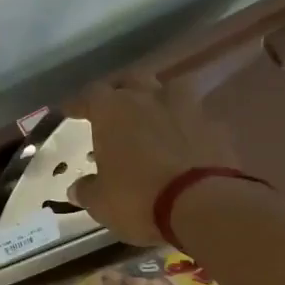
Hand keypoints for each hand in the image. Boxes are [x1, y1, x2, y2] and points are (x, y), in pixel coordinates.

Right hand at [68, 76, 241, 245]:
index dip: (78, 103)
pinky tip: (184, 143)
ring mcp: (187, 107)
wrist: (203, 204)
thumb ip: (87, 190)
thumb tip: (77, 188)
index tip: (70, 111)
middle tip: (113, 107)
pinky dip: (186, 127)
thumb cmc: (138, 199)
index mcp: (113, 111)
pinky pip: (195, 118)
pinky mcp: (215, 126)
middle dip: (120, 91)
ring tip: (153, 117)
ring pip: (168, 90)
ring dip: (158, 101)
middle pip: (131, 81)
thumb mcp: (101, 203)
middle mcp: (149, 98)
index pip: (90, 95)